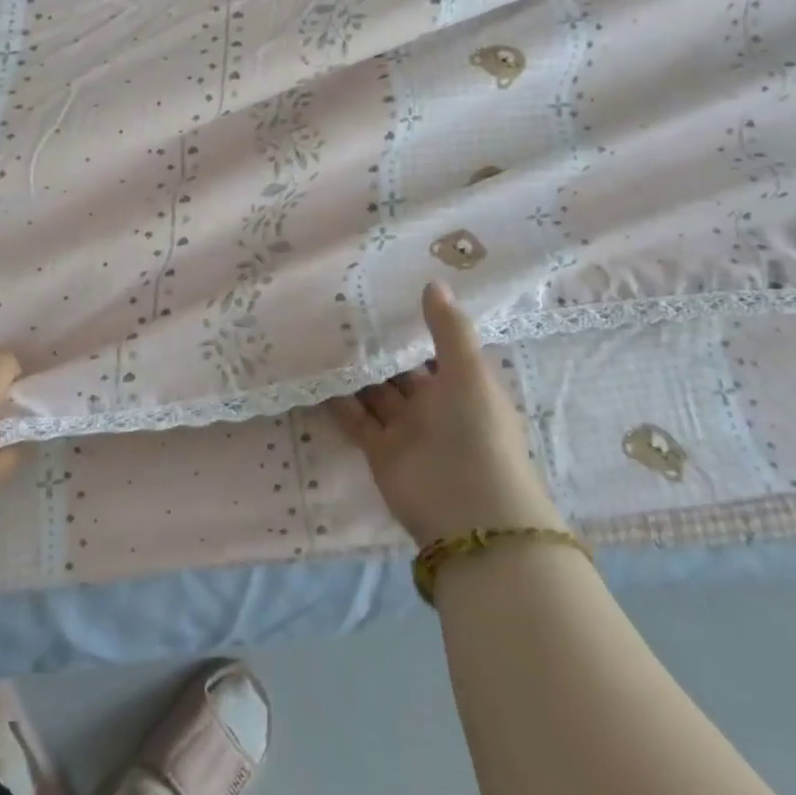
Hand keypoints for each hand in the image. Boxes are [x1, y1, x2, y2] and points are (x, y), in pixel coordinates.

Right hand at [325, 283, 562, 545]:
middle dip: (379, 349)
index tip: (385, 298)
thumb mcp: (468, 372)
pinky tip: (317, 374)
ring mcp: (406, 430)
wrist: (469, 511)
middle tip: (343, 312)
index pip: (436, 351)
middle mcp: (435, 407)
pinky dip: (339, 401)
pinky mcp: (380, 452)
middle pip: (402, 372)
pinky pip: (356, 420)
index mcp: (463, 386)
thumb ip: (448, 328)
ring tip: (324, 336)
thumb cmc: (477, 432)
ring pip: (376, 394)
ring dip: (356, 372)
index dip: (415, 328)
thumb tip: (432, 283)